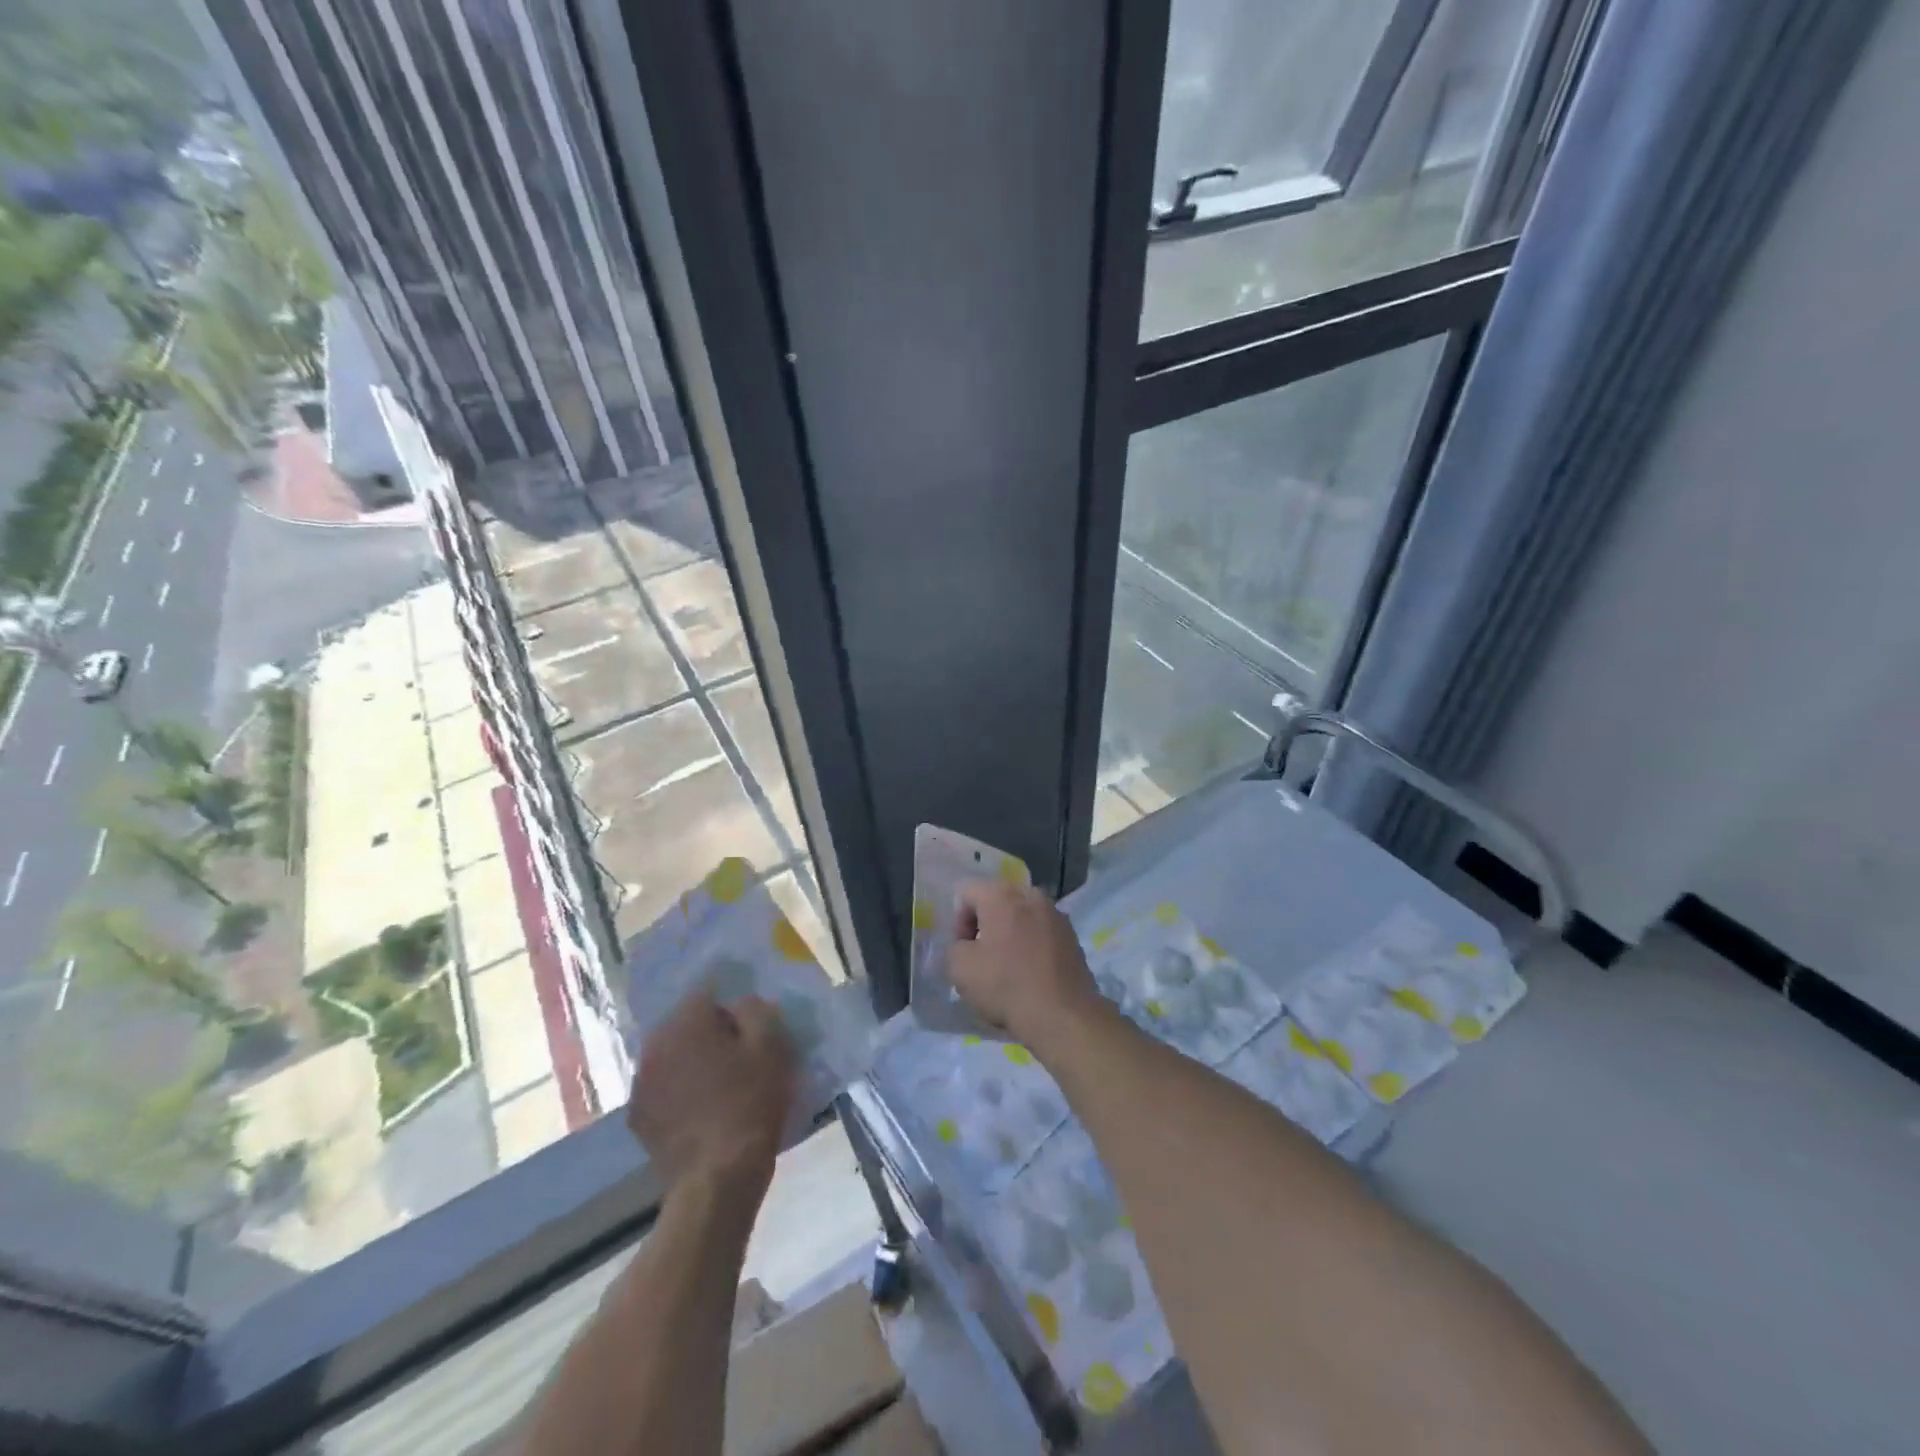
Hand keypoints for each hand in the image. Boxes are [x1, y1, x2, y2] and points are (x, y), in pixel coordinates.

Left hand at [628, 992, 795, 1195]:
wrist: (717, 1178)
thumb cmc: (750, 1104)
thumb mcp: (770, 1048)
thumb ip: (756, 1011)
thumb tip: (741, 1003)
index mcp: (686, 1022)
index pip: (706, 993)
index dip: (731, 1005)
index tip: (750, 1023)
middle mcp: (655, 1045)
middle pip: (685, 1024)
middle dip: (708, 1032)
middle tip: (737, 1052)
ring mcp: (641, 1083)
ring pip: (671, 1056)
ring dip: (691, 1061)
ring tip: (718, 1082)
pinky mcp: (638, 1117)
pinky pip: (662, 1088)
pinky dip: (678, 1091)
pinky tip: (700, 1109)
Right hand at [949, 880, 1103, 1050]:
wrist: (1064, 1016)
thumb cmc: (1007, 986)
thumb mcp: (960, 969)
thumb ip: (953, 948)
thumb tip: (965, 946)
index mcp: (1002, 895)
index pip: (967, 892)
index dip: (958, 922)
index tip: (964, 950)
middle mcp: (1031, 895)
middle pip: (997, 901)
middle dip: (985, 925)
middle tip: (982, 958)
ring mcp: (1056, 915)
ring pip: (1022, 917)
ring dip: (1010, 934)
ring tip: (1008, 967)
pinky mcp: (1072, 937)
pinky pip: (1042, 932)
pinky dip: (1032, 946)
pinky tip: (1031, 974)